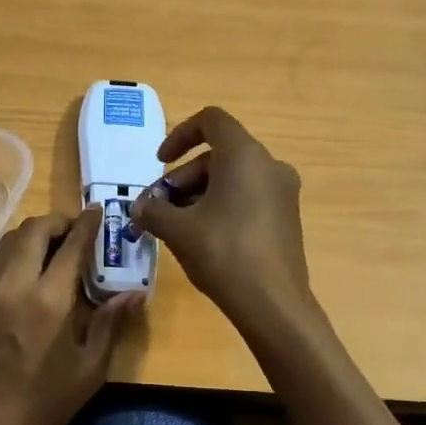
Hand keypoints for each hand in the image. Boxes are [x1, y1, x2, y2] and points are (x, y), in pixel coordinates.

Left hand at [0, 208, 139, 424]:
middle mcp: (15, 285)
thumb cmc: (47, 401)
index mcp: (49, 299)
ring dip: (33, 233)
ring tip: (54, 245)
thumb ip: (110, 323)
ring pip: (9, 241)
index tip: (97, 211)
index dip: (86, 224)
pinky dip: (17, 252)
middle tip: (75, 230)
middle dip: (56, 221)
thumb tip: (134, 293)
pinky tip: (32, 269)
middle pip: (32, 230)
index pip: (70, 245)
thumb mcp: (90, 367)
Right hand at [130, 106, 313, 332]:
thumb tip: (139, 207)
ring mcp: (282, 193)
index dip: (179, 135)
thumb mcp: (177, 229)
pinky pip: (247, 198)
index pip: (211, 121)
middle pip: (218, 155)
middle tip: (159, 208)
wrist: (273, 303)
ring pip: (232, 179)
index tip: (159, 163)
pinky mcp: (286, 218)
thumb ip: (152, 210)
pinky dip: (221, 207)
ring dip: (198, 195)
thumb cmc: (223, 253)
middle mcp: (269, 166)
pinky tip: (202, 239)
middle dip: (182, 178)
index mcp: (245, 155)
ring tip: (175, 227)